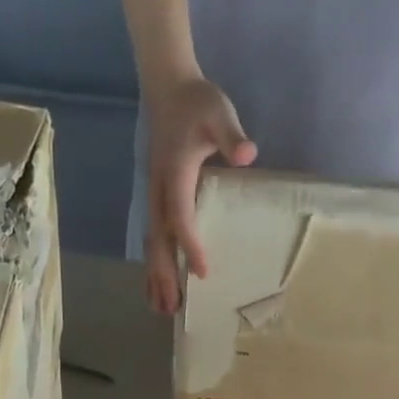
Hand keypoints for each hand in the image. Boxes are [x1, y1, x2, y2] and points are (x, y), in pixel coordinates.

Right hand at [143, 76, 256, 314]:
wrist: (168, 89)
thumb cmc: (197, 103)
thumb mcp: (218, 112)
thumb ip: (231, 134)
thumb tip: (246, 153)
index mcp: (174, 175)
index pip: (180, 215)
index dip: (189, 244)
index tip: (201, 271)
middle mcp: (159, 191)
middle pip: (158, 240)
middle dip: (164, 274)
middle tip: (173, 307)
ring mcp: (154, 197)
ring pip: (152, 244)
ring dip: (155, 277)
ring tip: (162, 309)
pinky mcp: (156, 200)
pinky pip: (153, 238)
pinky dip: (154, 264)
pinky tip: (158, 286)